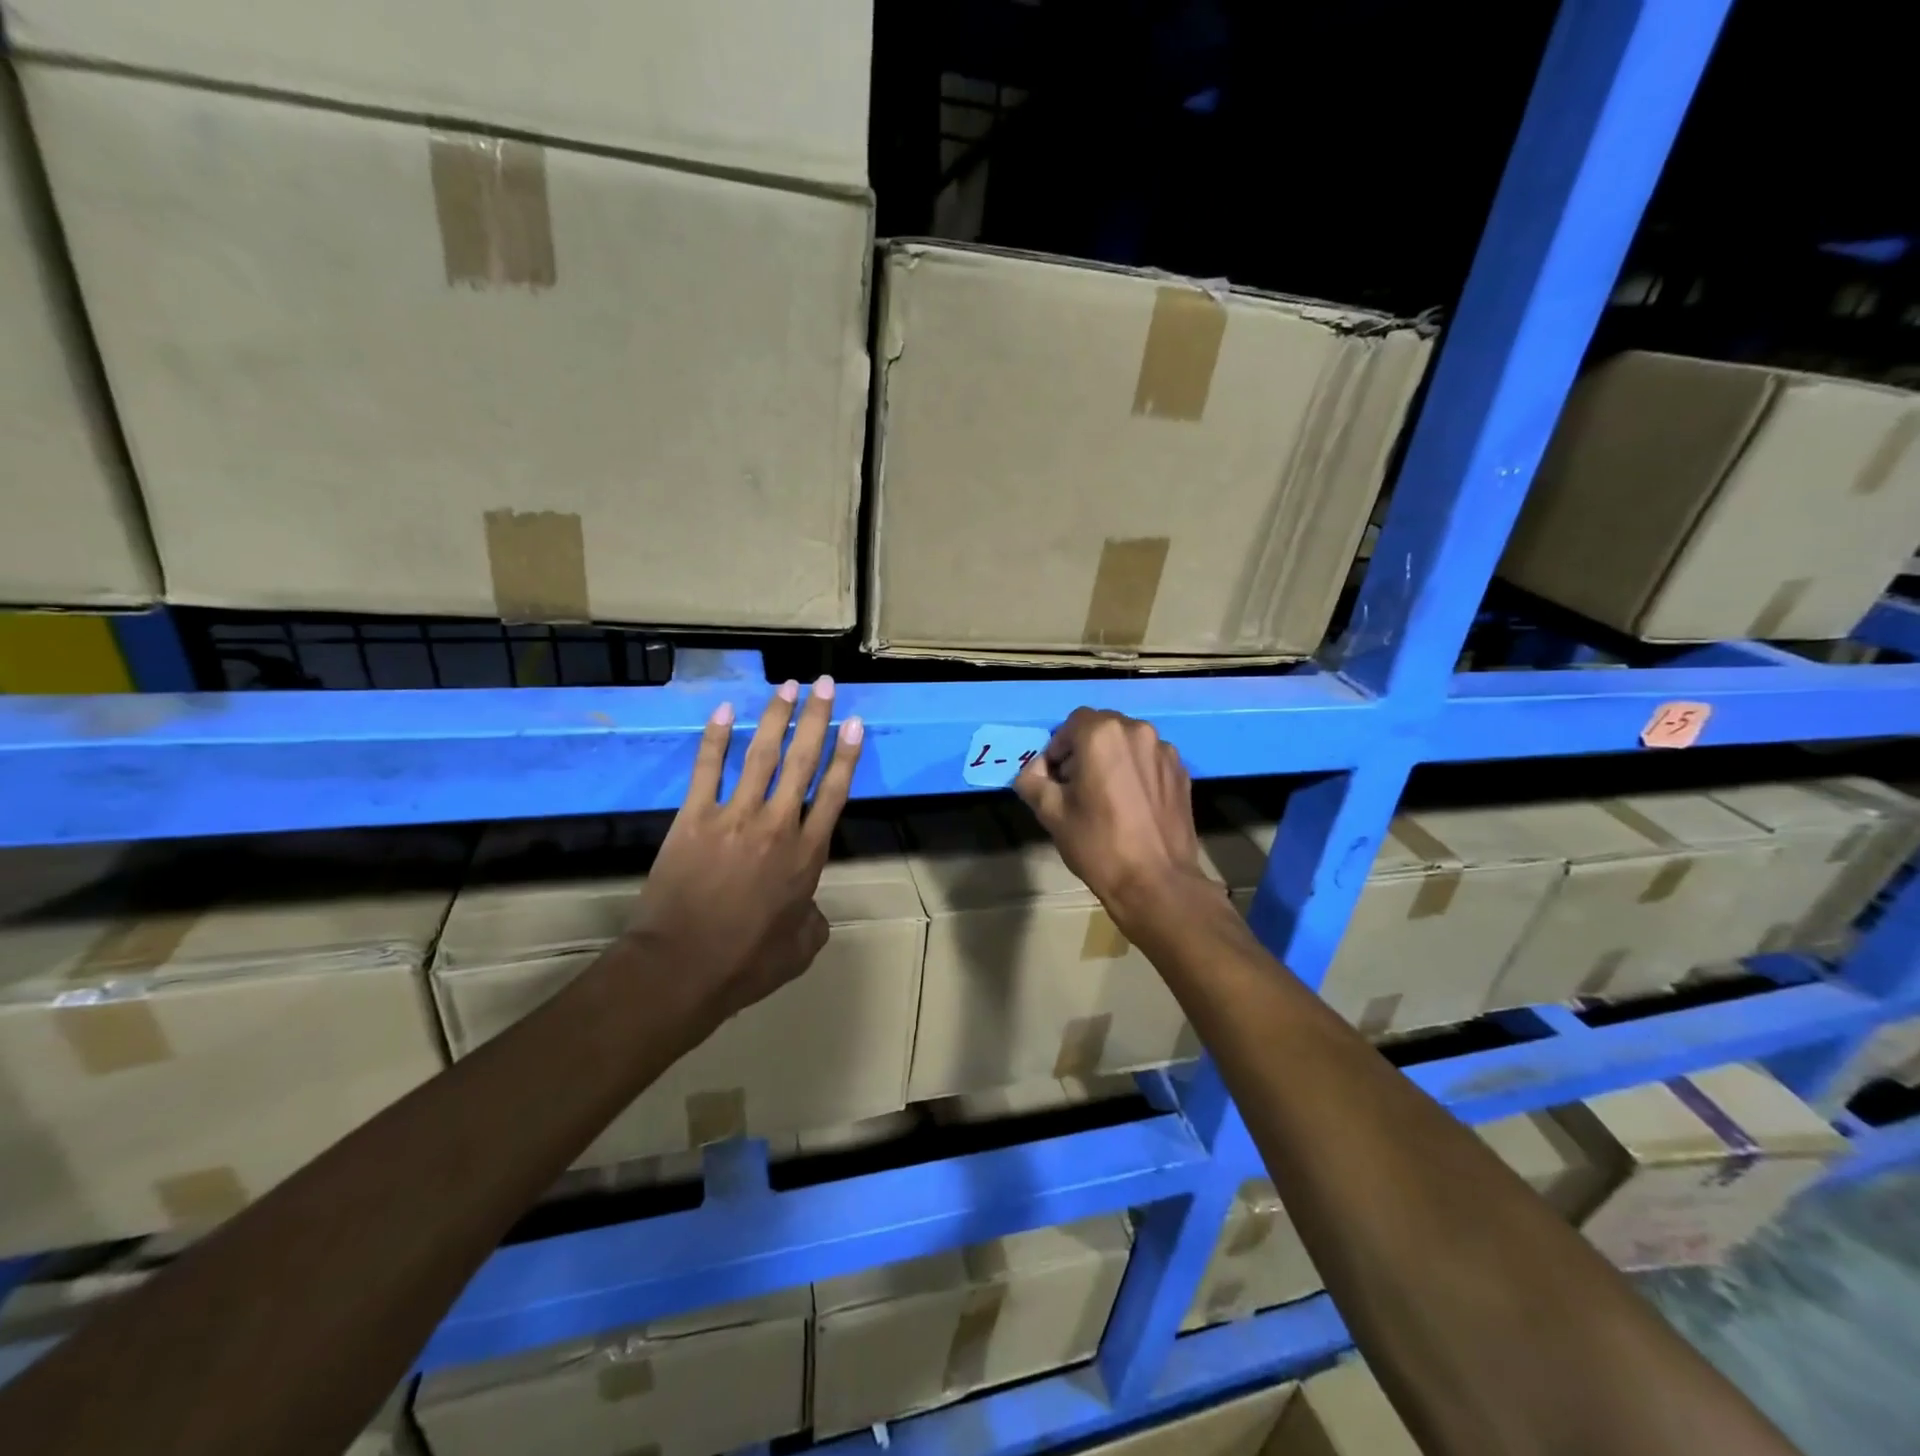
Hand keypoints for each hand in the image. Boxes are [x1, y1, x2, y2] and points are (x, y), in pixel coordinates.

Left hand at [629, 675, 862, 1028]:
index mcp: (807, 855)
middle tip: (826, 684)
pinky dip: (715, 738)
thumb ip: (814, 921)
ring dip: (777, 717)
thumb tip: (811, 910)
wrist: (682, 967)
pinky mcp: (695, 818)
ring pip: (761, 755)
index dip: (847, 754)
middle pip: (803, 761)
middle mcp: (778, 825)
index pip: (834, 792)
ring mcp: (735, 817)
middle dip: (818, 719)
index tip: (855, 722)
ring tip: (788, 686)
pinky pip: (707, 769)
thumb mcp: (801, 949)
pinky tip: (725, 711)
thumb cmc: (746, 963)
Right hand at [1014, 708, 1216, 932]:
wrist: (1157, 882)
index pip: (1071, 724)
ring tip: (1107, 796)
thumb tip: (1034, 770)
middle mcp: (1138, 731)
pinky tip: (1132, 805)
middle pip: (1102, 728)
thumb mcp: (1050, 813)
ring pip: (1128, 743)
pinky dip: (1136, 772)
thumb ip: (1032, 780)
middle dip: (1085, 750)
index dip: (1058, 749)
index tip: (1055, 780)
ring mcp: (1165, 751)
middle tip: (1077, 787)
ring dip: (1112, 759)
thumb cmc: (1098, 844)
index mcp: (1102, 734)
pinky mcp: (1182, 772)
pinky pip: (1150, 760)